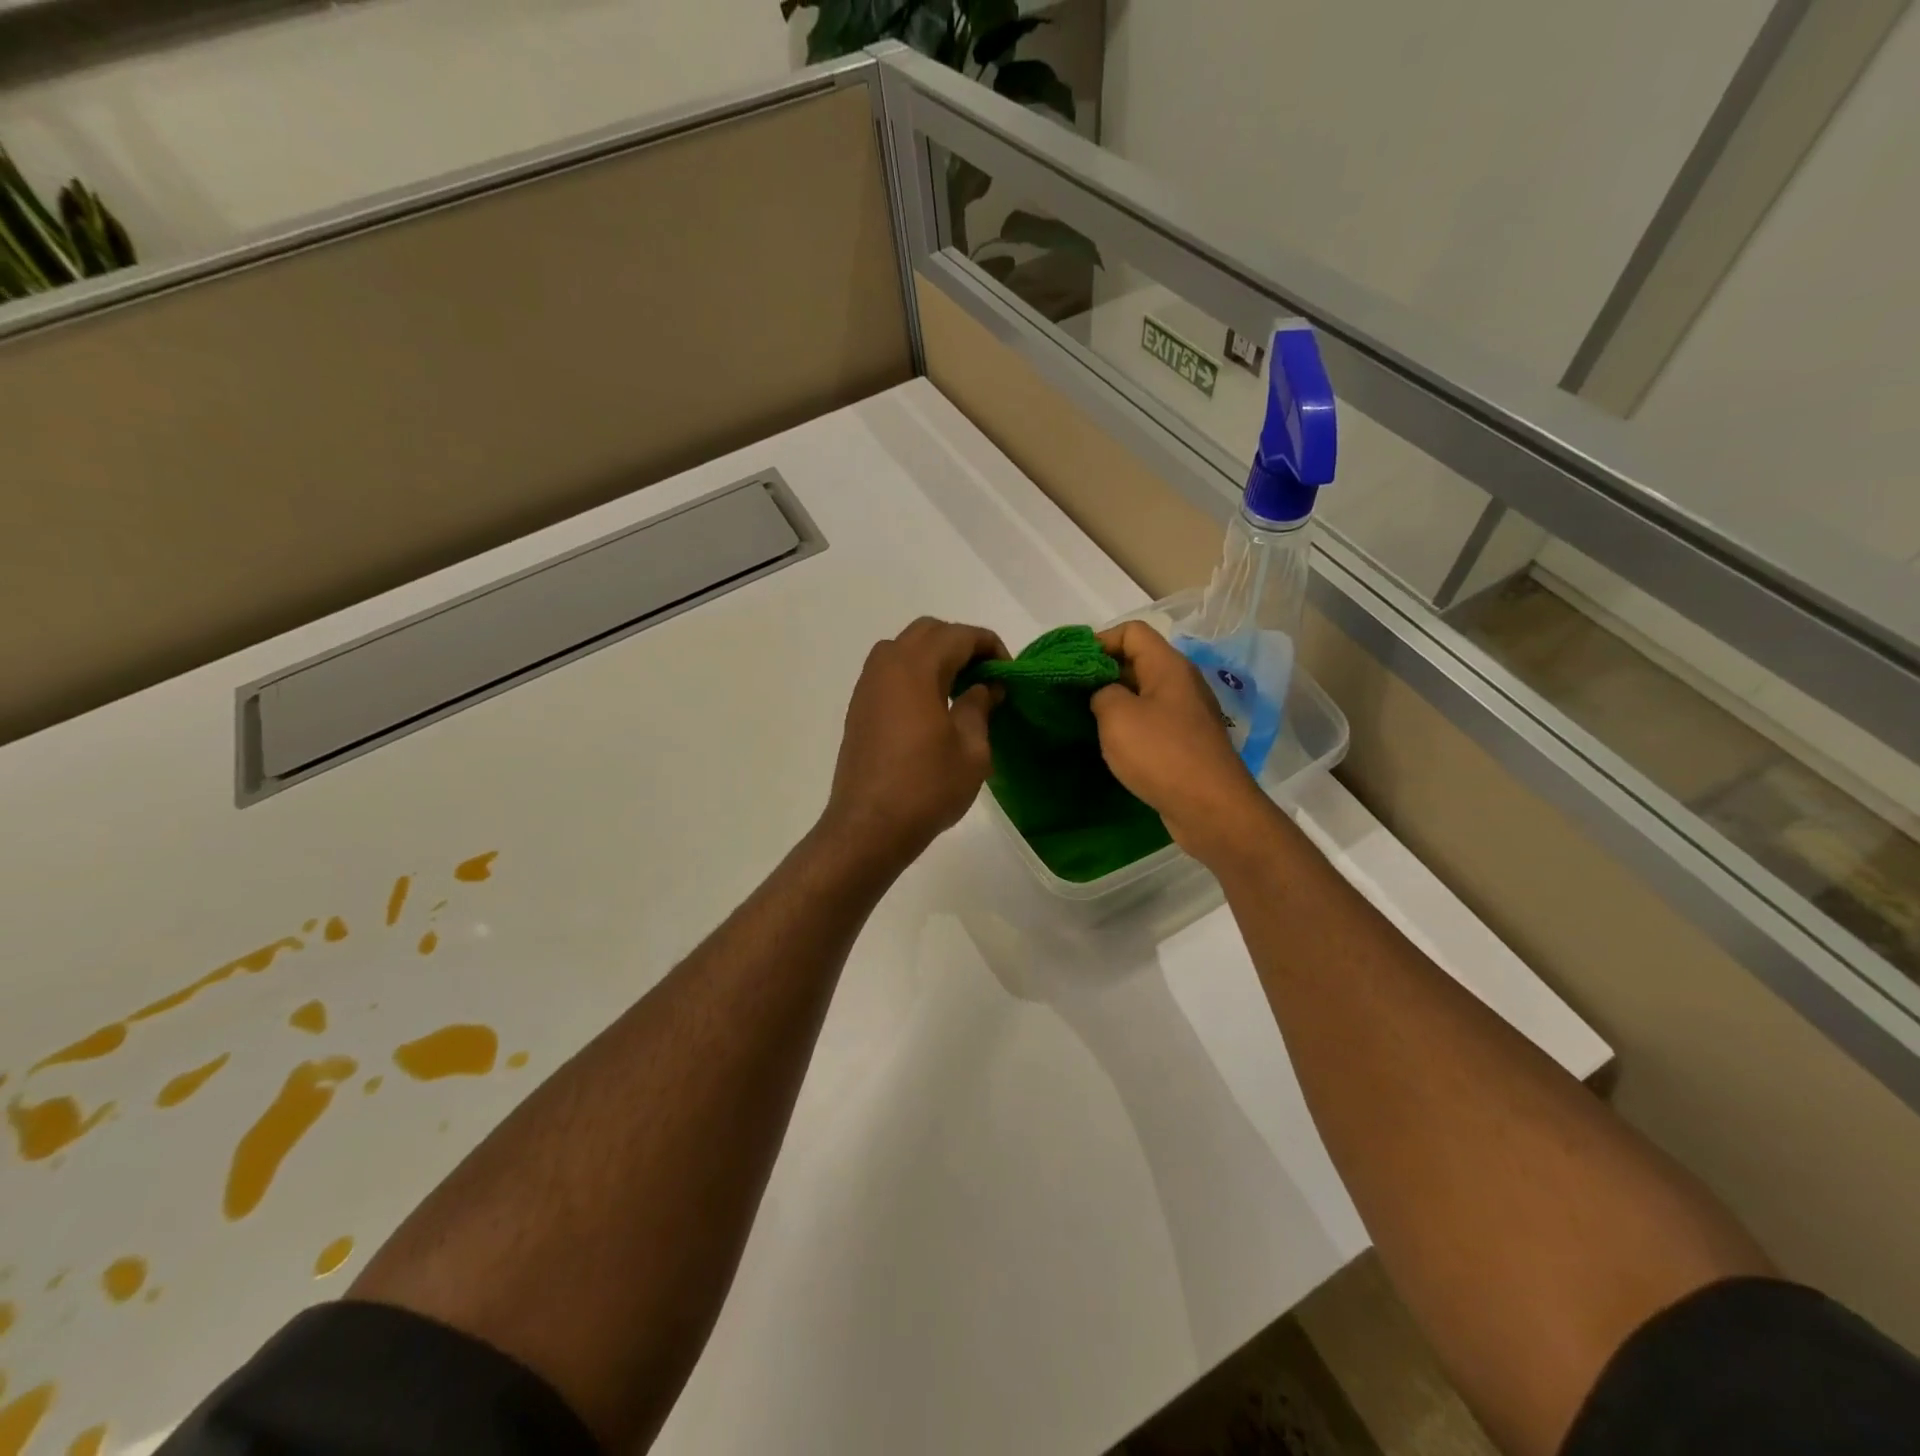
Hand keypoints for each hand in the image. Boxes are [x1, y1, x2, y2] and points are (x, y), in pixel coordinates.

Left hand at [820, 617, 1007, 872]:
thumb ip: (979, 707)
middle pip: (927, 632)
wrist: (868, 827)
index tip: (1008, 672)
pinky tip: (931, 708)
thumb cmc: (926, 788)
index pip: (958, 635)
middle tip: (985, 675)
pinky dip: (914, 675)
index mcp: (916, 668)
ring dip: (934, 657)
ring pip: (903, 648)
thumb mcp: (971, 750)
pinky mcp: (858, 709)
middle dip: (960, 644)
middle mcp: (886, 666)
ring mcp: (867, 687)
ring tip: (959, 689)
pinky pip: (888, 673)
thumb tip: (985, 686)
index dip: (989, 645)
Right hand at [1091, 621, 1275, 867]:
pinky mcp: (1186, 743)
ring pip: (1143, 694)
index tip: (1072, 666)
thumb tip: (1103, 694)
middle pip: (1137, 661)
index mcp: (1168, 666)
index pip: (1132, 631)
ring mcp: (1186, 715)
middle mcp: (1181, 683)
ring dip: (1113, 702)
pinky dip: (1128, 727)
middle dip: (1102, 672)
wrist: (1210, 808)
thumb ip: (1101, 692)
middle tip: (1070, 693)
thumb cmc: (1161, 754)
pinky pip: (1151, 722)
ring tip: (1084, 719)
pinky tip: (1110, 744)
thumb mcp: (1117, 716)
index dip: (1099, 641)